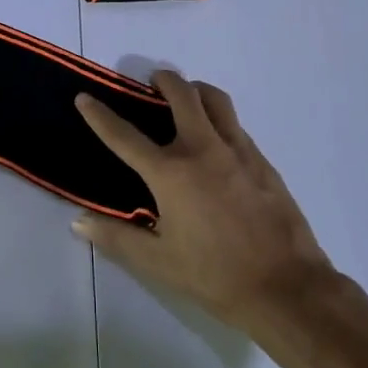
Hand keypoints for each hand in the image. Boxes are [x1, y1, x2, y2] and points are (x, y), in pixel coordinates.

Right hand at [74, 72, 336, 334]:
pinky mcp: (262, 160)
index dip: (100, 115)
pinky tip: (216, 143)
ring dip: (196, 91)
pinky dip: (219, 120)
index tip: (85, 97)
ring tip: (187, 99)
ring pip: (216, 100)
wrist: (287, 287)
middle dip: (164, 80)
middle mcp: (202, 149)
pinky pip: (235, 125)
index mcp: (171, 173)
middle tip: (152, 83)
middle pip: (182, 94)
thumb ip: (117, 239)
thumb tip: (80, 223)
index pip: (125, 135)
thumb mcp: (159, 263)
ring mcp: (237, 150)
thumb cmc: (215, 277)